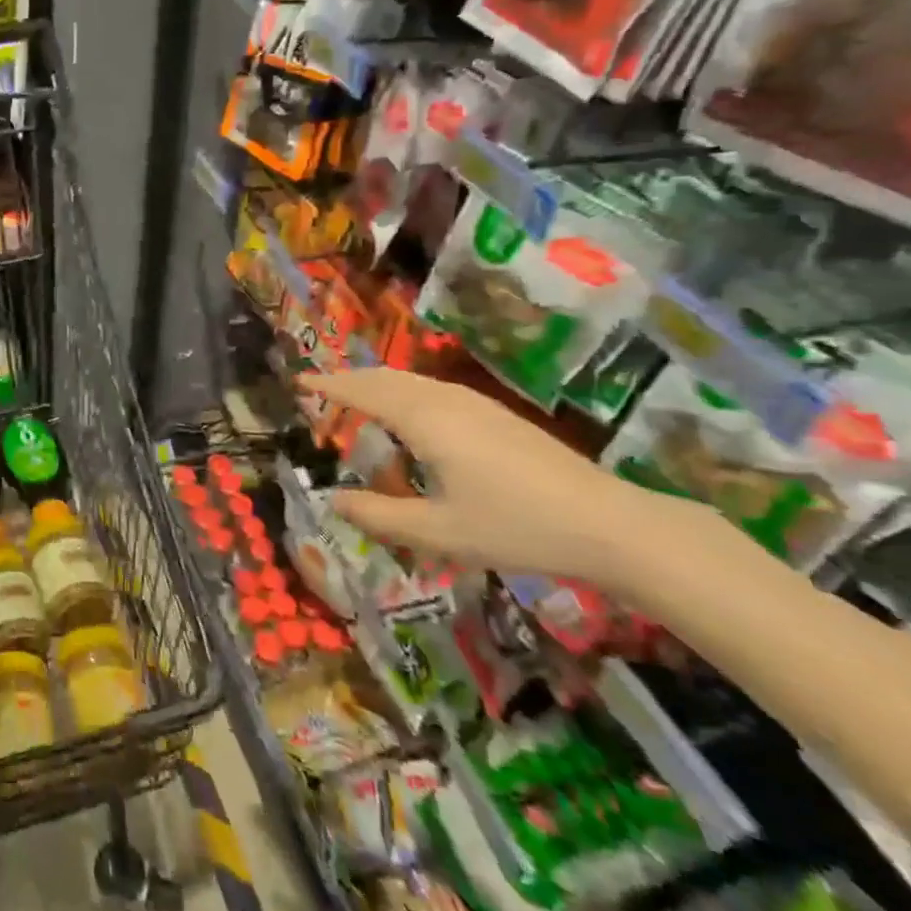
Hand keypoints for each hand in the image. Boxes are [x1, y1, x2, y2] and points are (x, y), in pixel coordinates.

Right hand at [301, 368, 712, 590]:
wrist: (611, 525)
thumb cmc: (516, 527)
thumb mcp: (438, 532)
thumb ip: (379, 515)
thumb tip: (333, 501)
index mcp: (425, 421)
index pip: (363, 392)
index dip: (328, 386)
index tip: (299, 381)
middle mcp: (446, 401)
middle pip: (386, 378)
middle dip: (349, 379)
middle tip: (320, 389)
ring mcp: (476, 405)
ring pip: (412, 381)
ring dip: (378, 383)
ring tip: (356, 397)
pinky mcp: (498, 416)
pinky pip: (433, 390)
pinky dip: (404, 392)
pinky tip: (411, 414)